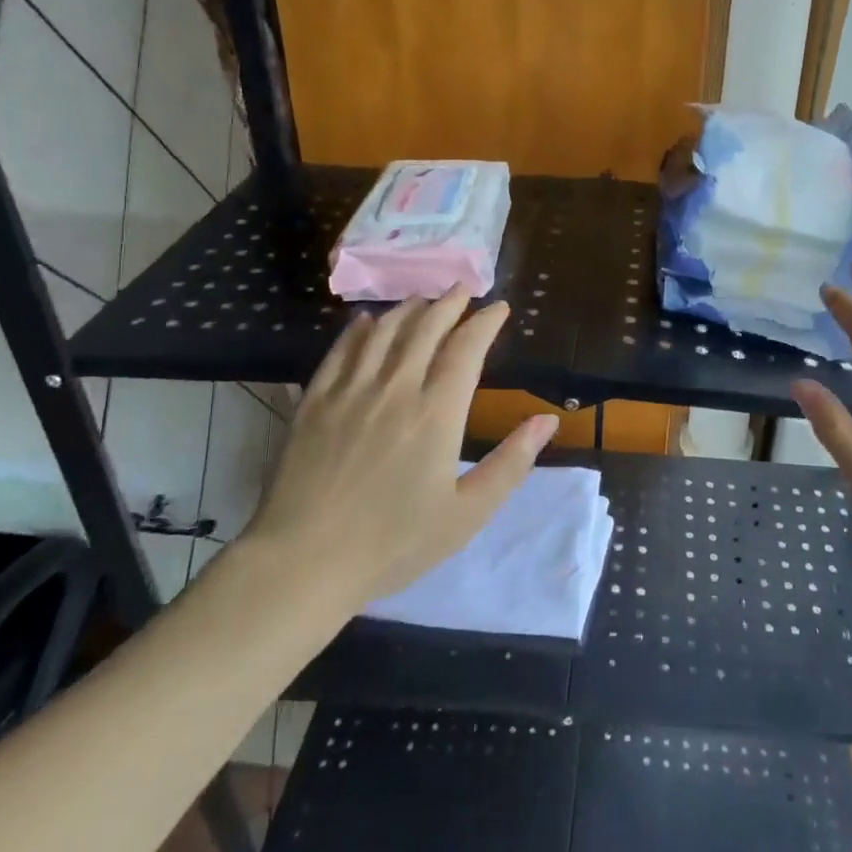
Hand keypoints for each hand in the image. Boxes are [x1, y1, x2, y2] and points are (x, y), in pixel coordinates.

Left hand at [239, 286, 558, 611]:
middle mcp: (395, 387)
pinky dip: (359, 329)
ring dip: (409, 309)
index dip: (485, 322)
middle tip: (464, 289)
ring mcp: (350, 390)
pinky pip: (341, 350)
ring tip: (424, 300)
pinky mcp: (314, 401)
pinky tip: (367, 322)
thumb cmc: (394, 542)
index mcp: (436, 412)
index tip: (499, 308)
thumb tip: (547, 420)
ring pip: (384, 331)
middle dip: (449, 303)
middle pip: (425, 328)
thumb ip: (511, 463)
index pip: (466, 348)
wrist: (303, 562)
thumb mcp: (467, 514)